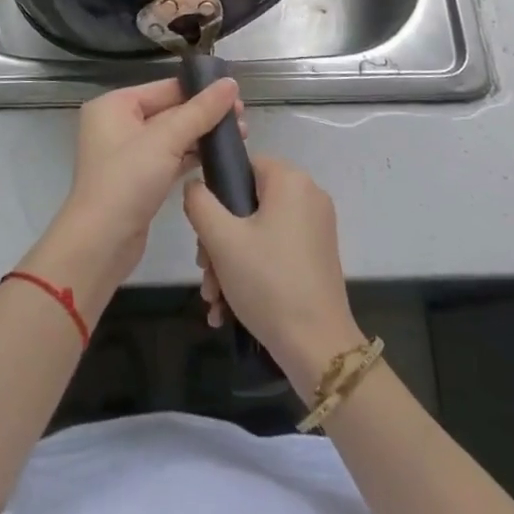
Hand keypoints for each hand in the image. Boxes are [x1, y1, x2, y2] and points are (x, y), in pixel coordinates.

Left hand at [40, 78, 243, 292]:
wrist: (100, 244)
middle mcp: (117, 124)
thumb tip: (231, 83)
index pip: (165, 88)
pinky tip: (219, 157)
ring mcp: (127, 154)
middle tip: (243, 119)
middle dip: (205, 115)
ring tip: (240, 136)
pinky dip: (192, 156)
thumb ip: (201, 111)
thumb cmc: (127, 181)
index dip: (201, 90)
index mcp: (114, 105)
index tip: (236, 95)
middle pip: (170, 110)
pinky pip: (170, 158)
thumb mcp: (166, 140)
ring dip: (203, 136)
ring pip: (172, 136)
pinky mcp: (138, 179)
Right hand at [184, 156, 362, 399]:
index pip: (243, 166)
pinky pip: (275, 251)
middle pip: (248, 204)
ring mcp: (316, 228)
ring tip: (214, 299)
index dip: (217, 194)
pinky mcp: (318, 256)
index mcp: (291, 180)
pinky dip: (252, 271)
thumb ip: (199, 202)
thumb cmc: (268, 282)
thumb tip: (195, 185)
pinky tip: (229, 308)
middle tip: (206, 273)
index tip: (203, 232)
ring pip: (258, 232)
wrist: (317, 347)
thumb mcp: (221, 240)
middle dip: (218, 241)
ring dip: (230, 262)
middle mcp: (308, 196)